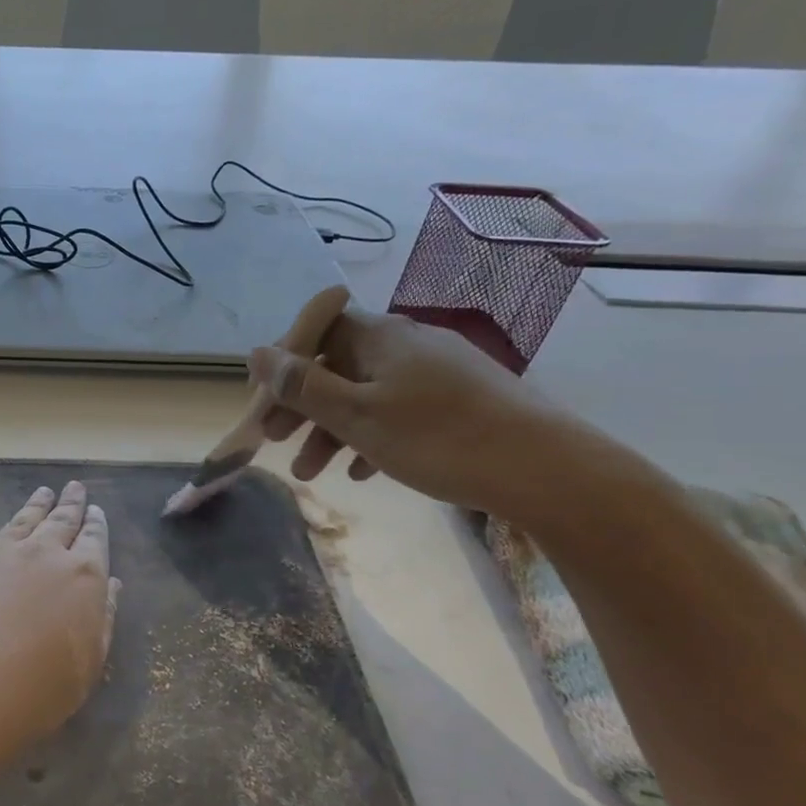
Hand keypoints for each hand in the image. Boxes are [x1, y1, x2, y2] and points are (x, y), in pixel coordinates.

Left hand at [0, 481, 119, 759]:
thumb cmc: (38, 690)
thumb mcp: (87, 664)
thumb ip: (102, 619)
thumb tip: (111, 585)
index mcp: (84, 577)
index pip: (94, 540)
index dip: (96, 524)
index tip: (96, 510)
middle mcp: (46, 554)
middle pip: (62, 520)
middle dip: (71, 504)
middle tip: (75, 487)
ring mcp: (5, 554)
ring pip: (27, 520)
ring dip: (39, 504)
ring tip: (44, 492)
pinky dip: (11, 523)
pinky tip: (10, 525)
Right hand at [251, 299, 598, 520]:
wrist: (550, 471)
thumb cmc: (438, 439)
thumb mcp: (356, 415)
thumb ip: (302, 385)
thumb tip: (256, 353)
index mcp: (380, 336)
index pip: (314, 331)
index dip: (283, 364)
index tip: (265, 404)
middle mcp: (407, 342)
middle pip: (337, 365)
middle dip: (302, 406)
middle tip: (277, 442)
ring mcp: (439, 370)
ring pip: (366, 392)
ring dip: (332, 429)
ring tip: (313, 473)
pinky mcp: (463, 398)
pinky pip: (400, 409)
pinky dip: (373, 435)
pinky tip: (364, 472)